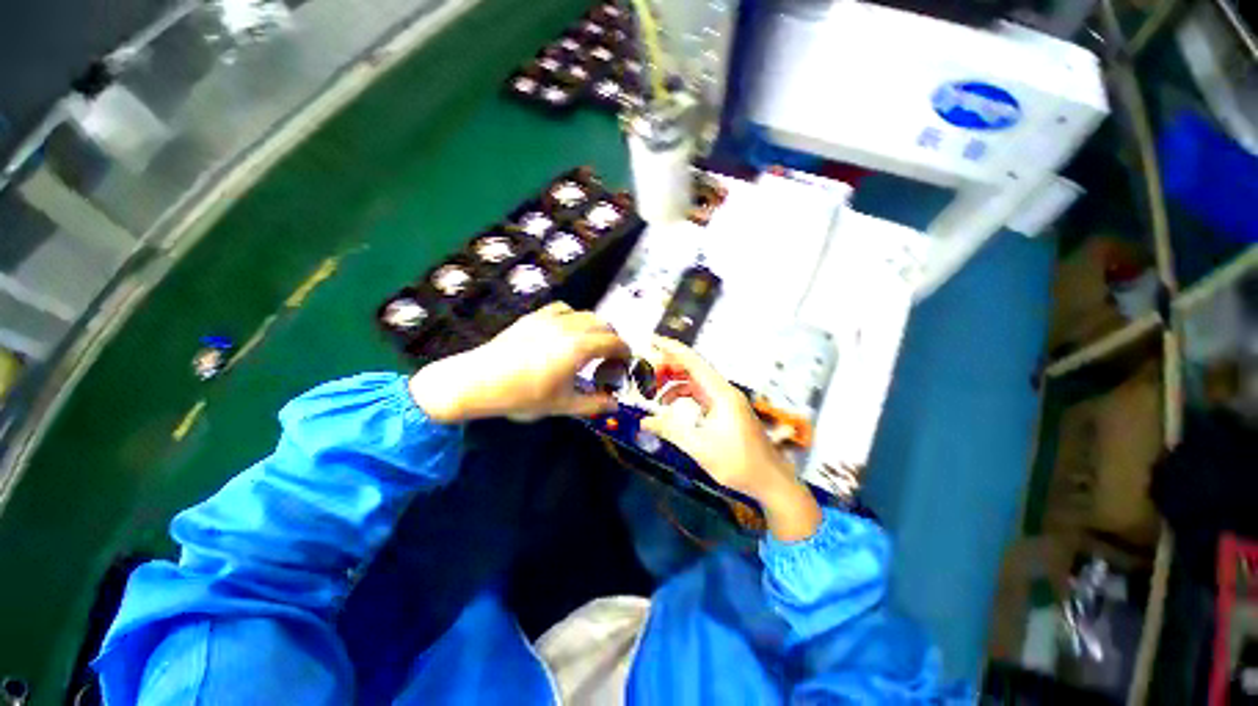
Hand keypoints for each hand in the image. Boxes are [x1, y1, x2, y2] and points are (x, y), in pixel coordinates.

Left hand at [410, 302, 628, 422]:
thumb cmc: (522, 396)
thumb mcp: (562, 405)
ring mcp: (550, 318)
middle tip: (609, 358)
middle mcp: (568, 327)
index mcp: (579, 348)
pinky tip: (566, 333)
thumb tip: (615, 404)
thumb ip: (593, 404)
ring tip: (590, 345)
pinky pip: (563, 309)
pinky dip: (574, 318)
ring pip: (585, 313)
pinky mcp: (534, 316)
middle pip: (603, 324)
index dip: (625, 351)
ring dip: (595, 327)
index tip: (626, 363)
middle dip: (612, 339)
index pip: (614, 342)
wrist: (477, 381)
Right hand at [641, 336, 821, 540]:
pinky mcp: (725, 410)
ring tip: (653, 391)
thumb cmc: (738, 463)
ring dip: (674, 381)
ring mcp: (725, 400)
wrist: (770, 480)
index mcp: (720, 393)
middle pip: (693, 368)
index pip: (693, 362)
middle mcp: (723, 391)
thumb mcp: (700, 447)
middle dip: (668, 366)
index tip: (652, 341)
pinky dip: (683, 394)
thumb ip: (671, 431)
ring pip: (695, 380)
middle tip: (645, 372)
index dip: (672, 349)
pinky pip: (700, 393)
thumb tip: (644, 421)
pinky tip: (670, 404)